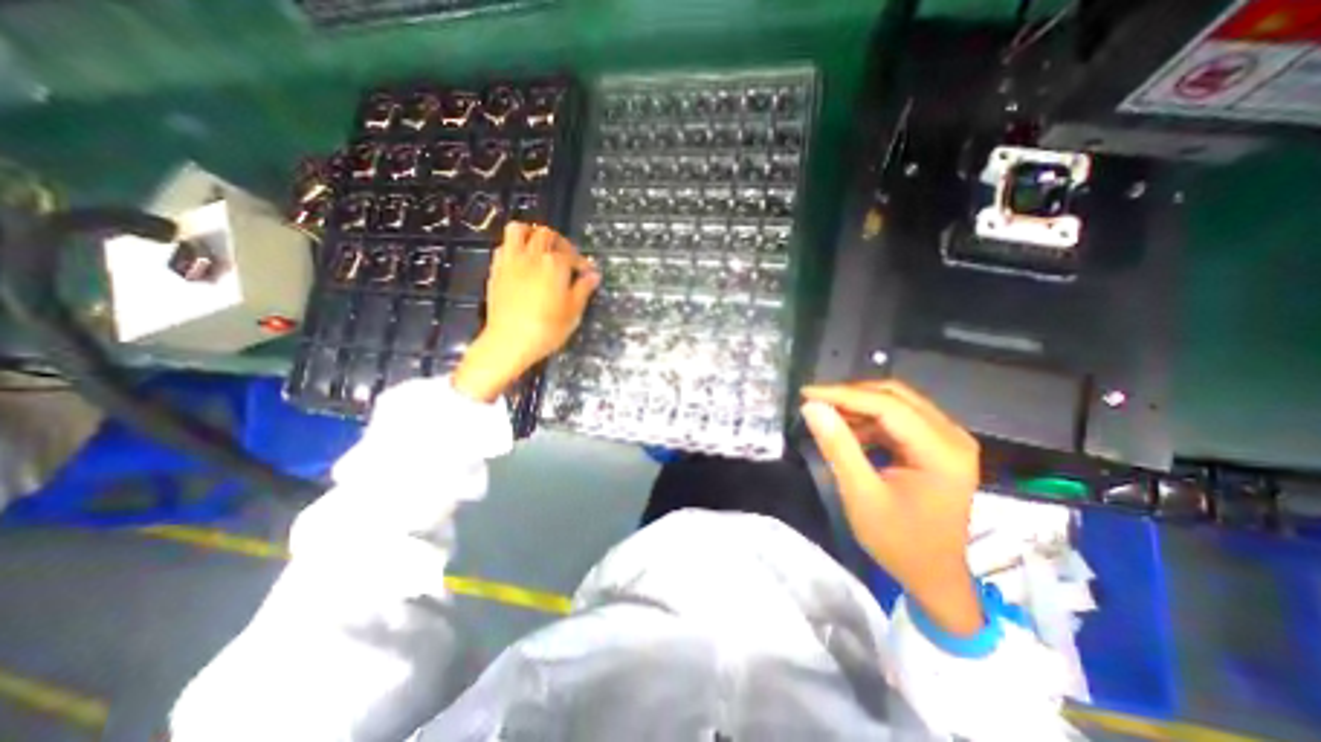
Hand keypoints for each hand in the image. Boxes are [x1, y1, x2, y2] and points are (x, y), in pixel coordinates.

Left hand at [456, 221, 598, 403]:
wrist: (509, 341)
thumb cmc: (547, 329)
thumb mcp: (573, 312)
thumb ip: (583, 290)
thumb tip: (594, 275)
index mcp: (555, 264)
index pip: (572, 256)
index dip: (583, 263)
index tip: (588, 273)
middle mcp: (532, 255)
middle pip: (546, 235)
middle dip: (560, 242)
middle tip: (567, 257)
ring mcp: (511, 260)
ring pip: (519, 230)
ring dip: (531, 233)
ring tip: (540, 248)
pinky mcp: (496, 270)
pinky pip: (503, 246)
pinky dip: (514, 247)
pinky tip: (521, 262)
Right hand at [801, 382, 985, 631]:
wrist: (934, 577)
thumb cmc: (899, 542)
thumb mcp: (861, 495)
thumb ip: (837, 447)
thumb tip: (812, 407)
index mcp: (941, 451)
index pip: (887, 406)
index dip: (843, 395)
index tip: (806, 394)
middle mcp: (952, 436)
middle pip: (895, 396)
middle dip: (850, 396)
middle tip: (815, 402)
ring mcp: (948, 440)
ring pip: (896, 404)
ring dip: (858, 407)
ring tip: (826, 417)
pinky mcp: (938, 446)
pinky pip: (899, 419)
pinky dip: (869, 420)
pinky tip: (848, 432)